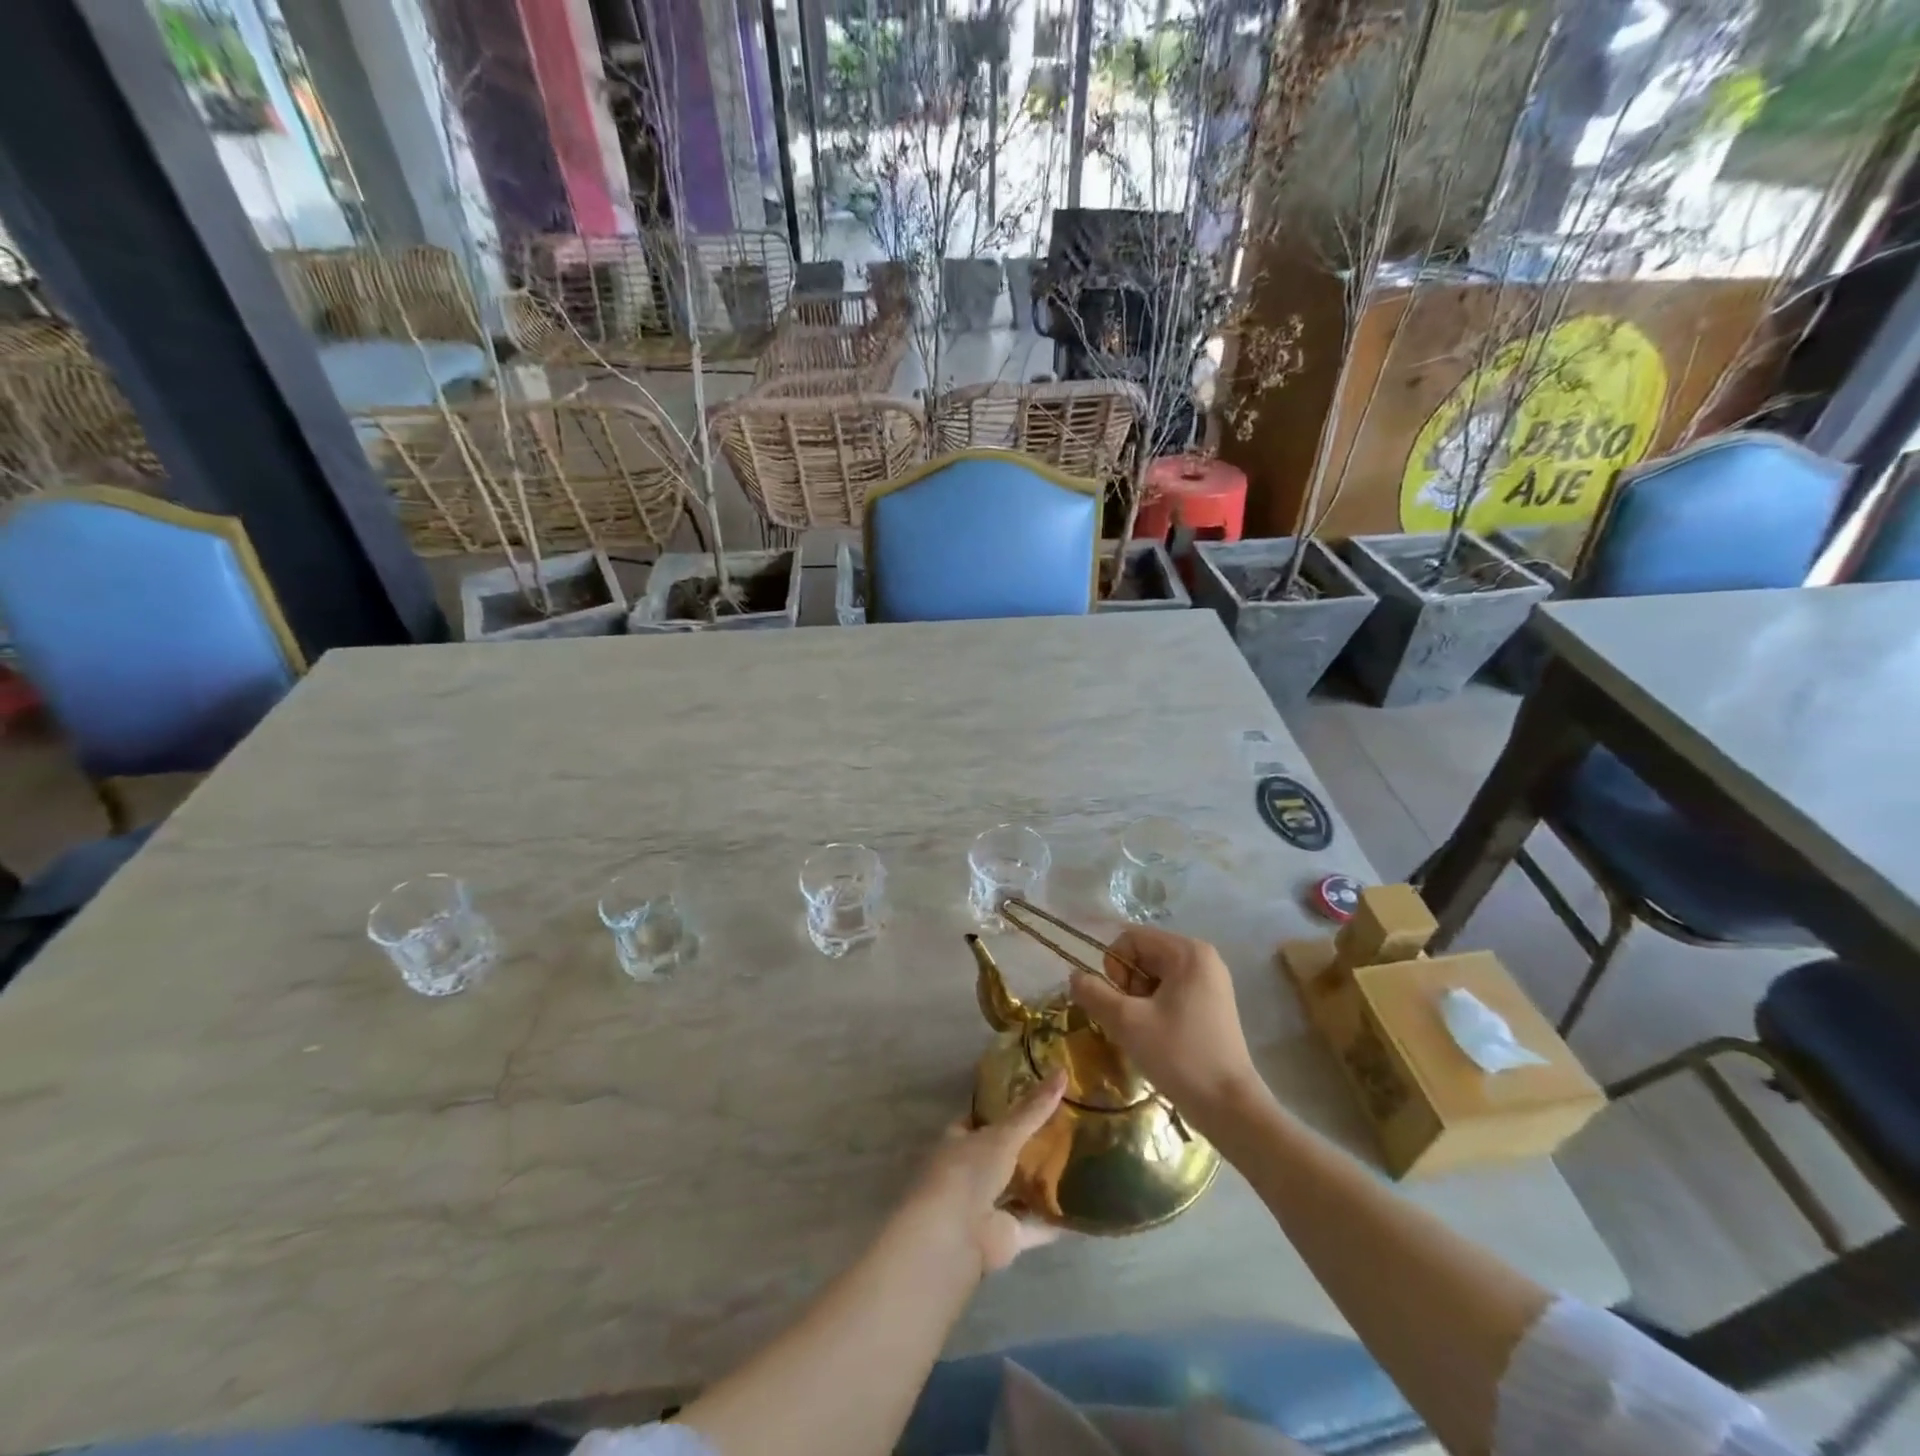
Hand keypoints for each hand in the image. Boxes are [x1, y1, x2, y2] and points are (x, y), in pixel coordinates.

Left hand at [898, 1070, 1066, 1274]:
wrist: (954, 1234)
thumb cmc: (968, 1171)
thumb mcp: (1004, 1134)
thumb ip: (1033, 1109)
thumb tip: (1062, 1071)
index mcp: (959, 1142)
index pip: (979, 1120)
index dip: (1001, 1110)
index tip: (1031, 1100)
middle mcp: (970, 1172)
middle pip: (1001, 1156)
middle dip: (1025, 1148)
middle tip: (1063, 1131)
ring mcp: (986, 1206)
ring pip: (1017, 1191)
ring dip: (1039, 1184)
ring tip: (1076, 1167)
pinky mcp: (1004, 1237)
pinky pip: (1034, 1225)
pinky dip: (1053, 1221)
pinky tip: (1080, 1212)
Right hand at [1069, 926, 1265, 1130]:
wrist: (1230, 1108)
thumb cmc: (1179, 1056)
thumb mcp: (1127, 1022)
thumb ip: (1094, 993)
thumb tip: (1074, 976)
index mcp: (1187, 952)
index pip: (1130, 939)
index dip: (1114, 967)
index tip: (1120, 1002)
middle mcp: (1203, 958)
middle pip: (1143, 955)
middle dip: (1127, 985)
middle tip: (1131, 1020)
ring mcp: (1211, 981)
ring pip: (1154, 976)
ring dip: (1138, 1000)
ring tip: (1144, 1032)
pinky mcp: (1213, 1004)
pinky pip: (1171, 991)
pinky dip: (1155, 1009)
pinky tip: (1158, 1037)